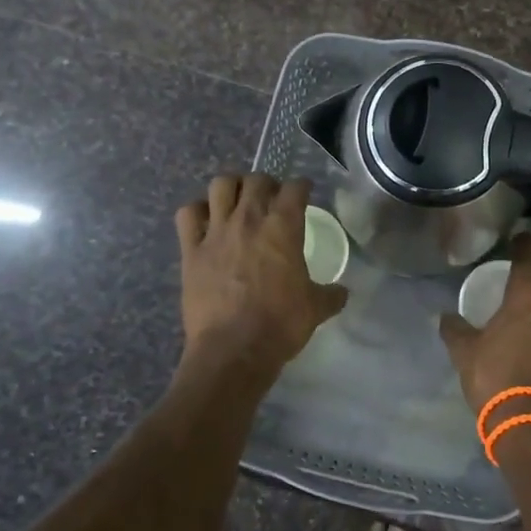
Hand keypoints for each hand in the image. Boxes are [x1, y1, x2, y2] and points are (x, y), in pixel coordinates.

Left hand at [176, 174, 347, 372]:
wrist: (233, 350)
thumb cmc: (280, 325)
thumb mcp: (315, 309)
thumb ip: (331, 295)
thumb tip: (342, 292)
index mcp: (283, 228)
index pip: (295, 189)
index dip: (302, 186)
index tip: (304, 191)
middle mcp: (248, 219)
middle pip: (256, 180)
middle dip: (267, 184)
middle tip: (271, 198)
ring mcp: (216, 232)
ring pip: (220, 185)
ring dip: (231, 187)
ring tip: (237, 200)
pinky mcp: (190, 250)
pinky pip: (187, 214)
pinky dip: (196, 211)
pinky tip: (204, 221)